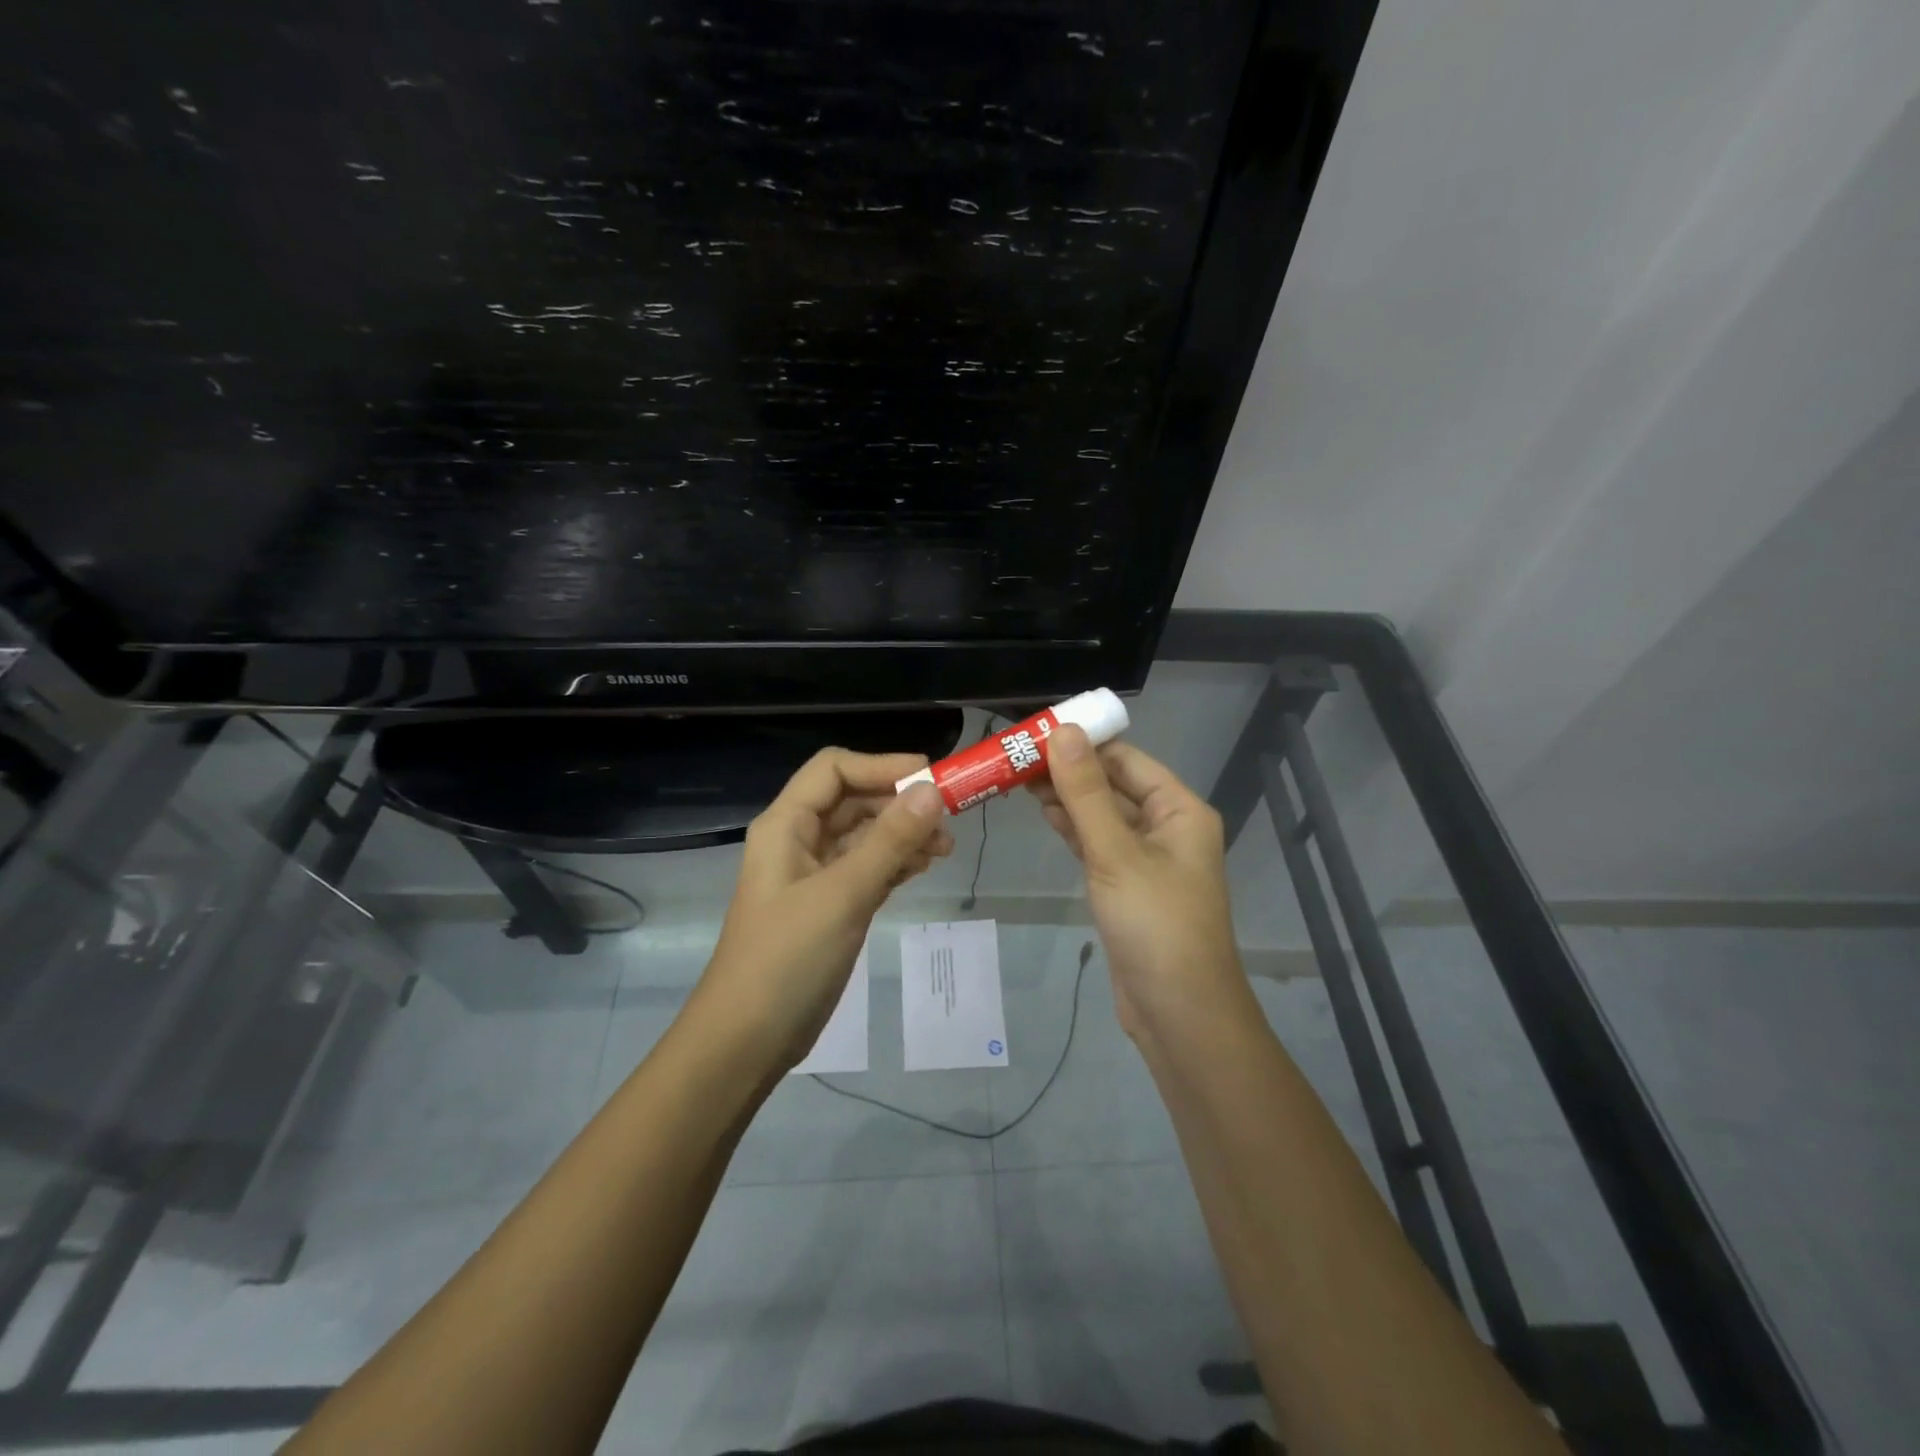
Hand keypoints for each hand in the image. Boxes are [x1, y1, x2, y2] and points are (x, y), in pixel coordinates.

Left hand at [694, 749, 952, 1068]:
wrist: (747, 1040)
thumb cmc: (787, 959)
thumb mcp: (843, 894)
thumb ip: (889, 841)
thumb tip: (932, 791)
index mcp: (786, 825)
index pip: (835, 769)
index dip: (883, 766)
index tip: (932, 779)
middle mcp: (798, 840)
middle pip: (853, 799)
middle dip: (899, 803)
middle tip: (948, 822)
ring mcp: (814, 874)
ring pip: (864, 835)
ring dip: (903, 834)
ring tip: (943, 851)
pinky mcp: (830, 905)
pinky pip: (867, 868)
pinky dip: (895, 862)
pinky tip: (923, 868)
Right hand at [1030, 726, 1246, 1041]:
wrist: (1178, 1013)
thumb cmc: (1155, 924)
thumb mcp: (1116, 852)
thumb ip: (1086, 793)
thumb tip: (1063, 731)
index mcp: (1179, 810)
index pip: (1127, 760)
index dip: (1084, 743)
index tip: (1035, 732)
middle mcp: (1167, 828)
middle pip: (1114, 785)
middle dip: (1070, 770)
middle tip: (1016, 757)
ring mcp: (1148, 859)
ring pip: (1103, 816)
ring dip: (1068, 798)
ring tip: (1019, 780)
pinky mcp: (1128, 886)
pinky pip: (1099, 845)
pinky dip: (1073, 829)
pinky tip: (1044, 814)